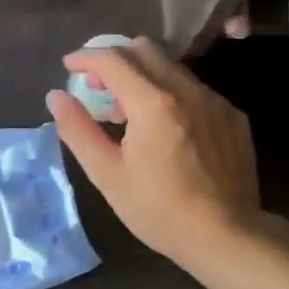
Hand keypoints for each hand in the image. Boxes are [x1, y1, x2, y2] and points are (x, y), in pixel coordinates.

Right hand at [46, 37, 288, 272]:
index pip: (112, 59)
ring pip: (171, 67)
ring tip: (129, 113)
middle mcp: (186, 91)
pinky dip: (170, 94)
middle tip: (98, 87)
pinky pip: (194, 88)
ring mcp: (215, 101)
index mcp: (152, 103)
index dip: (85, 58)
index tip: (69, 66)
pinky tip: (166, 129)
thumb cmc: (160, 210)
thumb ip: (78, 129)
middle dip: (115, 60)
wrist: (229, 238)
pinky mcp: (233, 116)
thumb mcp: (107, 174)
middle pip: (144, 50)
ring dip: (142, 76)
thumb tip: (56, 97)